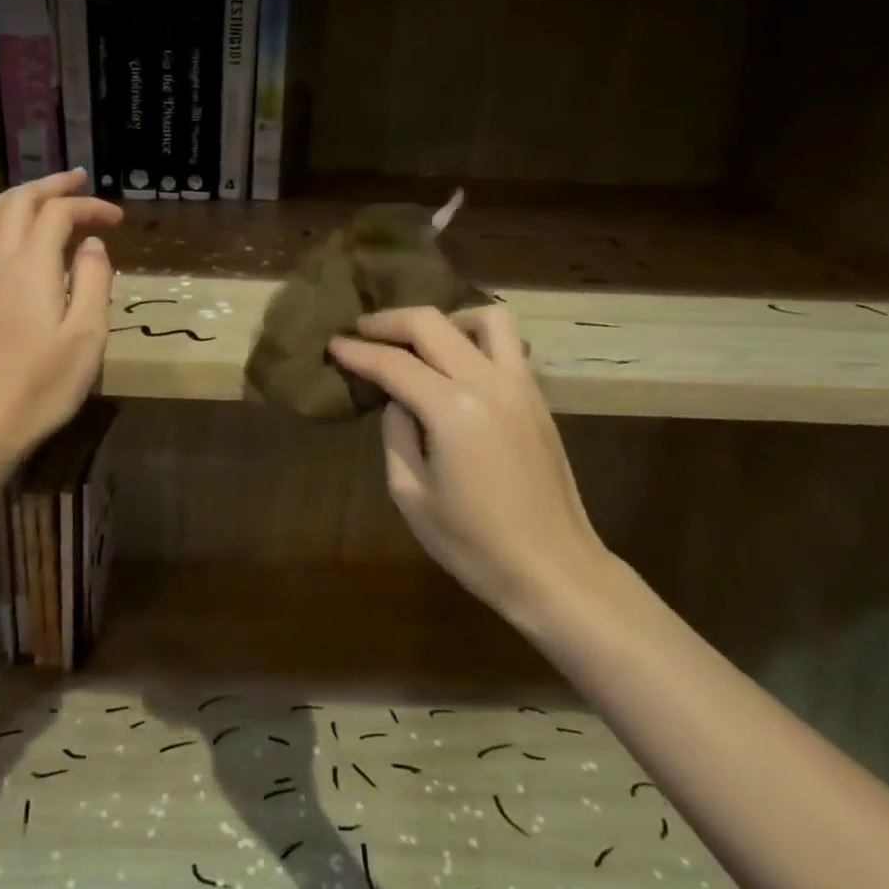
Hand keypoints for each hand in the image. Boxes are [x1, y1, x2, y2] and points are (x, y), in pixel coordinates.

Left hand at [0, 170, 122, 463]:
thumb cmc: (44, 384)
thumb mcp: (87, 335)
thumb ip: (94, 281)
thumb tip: (93, 244)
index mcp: (31, 265)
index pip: (59, 214)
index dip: (89, 207)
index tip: (117, 219)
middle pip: (17, 203)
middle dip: (50, 186)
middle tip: (77, 180)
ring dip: (13, 198)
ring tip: (35, 197)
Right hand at [329, 306, 610, 630]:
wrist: (554, 569)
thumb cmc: (474, 544)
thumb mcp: (411, 494)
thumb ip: (397, 434)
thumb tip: (398, 399)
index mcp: (452, 409)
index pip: (394, 363)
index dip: (358, 351)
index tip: (333, 343)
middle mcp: (488, 382)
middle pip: (432, 324)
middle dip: (390, 321)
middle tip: (362, 330)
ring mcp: (521, 385)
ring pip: (484, 318)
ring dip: (444, 320)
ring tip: (419, 342)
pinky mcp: (538, 398)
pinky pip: (507, 344)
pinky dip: (474, 338)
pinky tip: (456, 365)